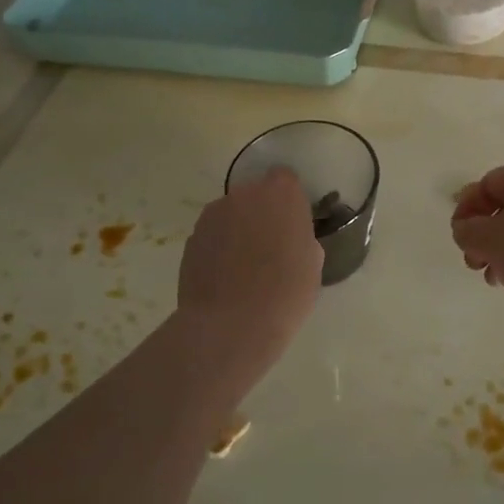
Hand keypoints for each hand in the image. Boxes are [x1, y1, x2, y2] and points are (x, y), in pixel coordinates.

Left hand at [179, 168, 321, 353]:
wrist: (231, 324)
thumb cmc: (286, 293)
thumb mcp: (312, 264)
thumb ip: (301, 238)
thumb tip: (290, 240)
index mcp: (281, 195)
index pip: (285, 178)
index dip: (289, 199)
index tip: (292, 223)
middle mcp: (244, 195)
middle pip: (255, 195)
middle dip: (261, 214)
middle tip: (269, 247)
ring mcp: (213, 215)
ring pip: (231, 214)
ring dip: (238, 230)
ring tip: (243, 267)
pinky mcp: (191, 238)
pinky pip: (212, 235)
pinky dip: (218, 249)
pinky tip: (224, 278)